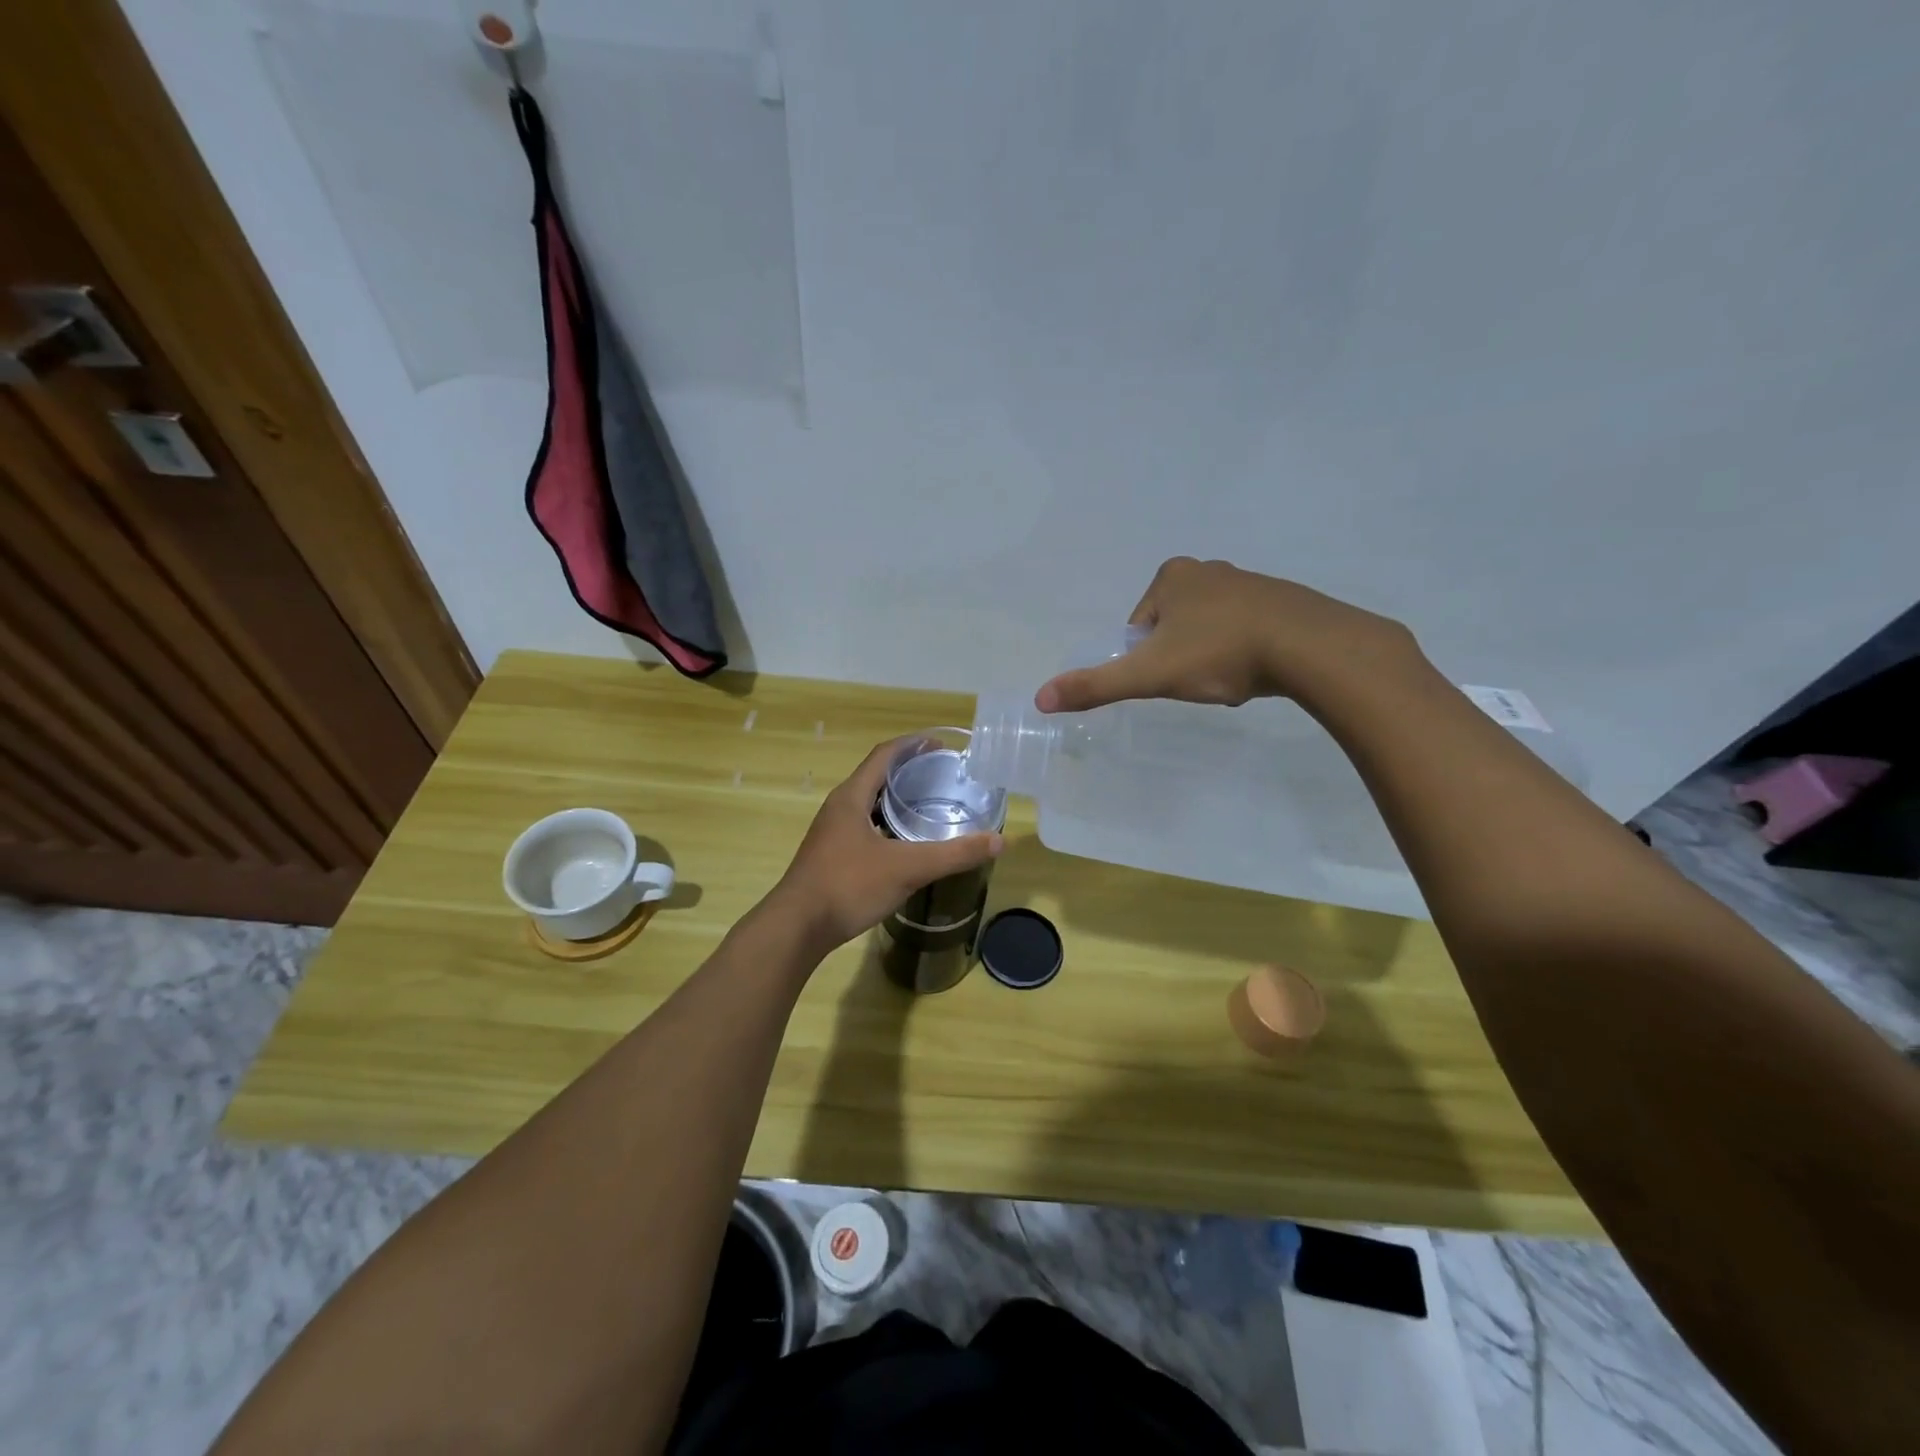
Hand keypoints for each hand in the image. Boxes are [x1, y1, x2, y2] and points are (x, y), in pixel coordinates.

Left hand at [769, 737, 1003, 952]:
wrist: (797, 928)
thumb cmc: (848, 886)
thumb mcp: (907, 868)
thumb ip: (954, 854)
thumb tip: (998, 840)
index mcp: (852, 797)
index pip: (884, 755)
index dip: (912, 745)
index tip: (940, 744)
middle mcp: (839, 808)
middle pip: (876, 776)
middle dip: (909, 772)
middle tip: (943, 776)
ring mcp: (832, 833)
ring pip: (870, 804)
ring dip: (897, 800)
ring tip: (930, 805)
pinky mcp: (831, 855)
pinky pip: (865, 827)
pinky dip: (888, 825)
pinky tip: (906, 843)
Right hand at [1035, 557, 1423, 713]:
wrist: (1309, 646)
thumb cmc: (1219, 653)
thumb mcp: (1150, 674)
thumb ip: (1096, 685)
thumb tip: (1039, 699)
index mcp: (1171, 576)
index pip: (1139, 626)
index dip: (1148, 659)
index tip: (1171, 676)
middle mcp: (1207, 569)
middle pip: (1173, 628)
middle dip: (1180, 657)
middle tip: (1201, 679)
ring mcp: (1247, 581)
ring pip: (1209, 630)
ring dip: (1211, 656)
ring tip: (1231, 676)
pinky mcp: (1281, 599)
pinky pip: (1245, 630)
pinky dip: (1243, 651)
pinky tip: (1258, 669)